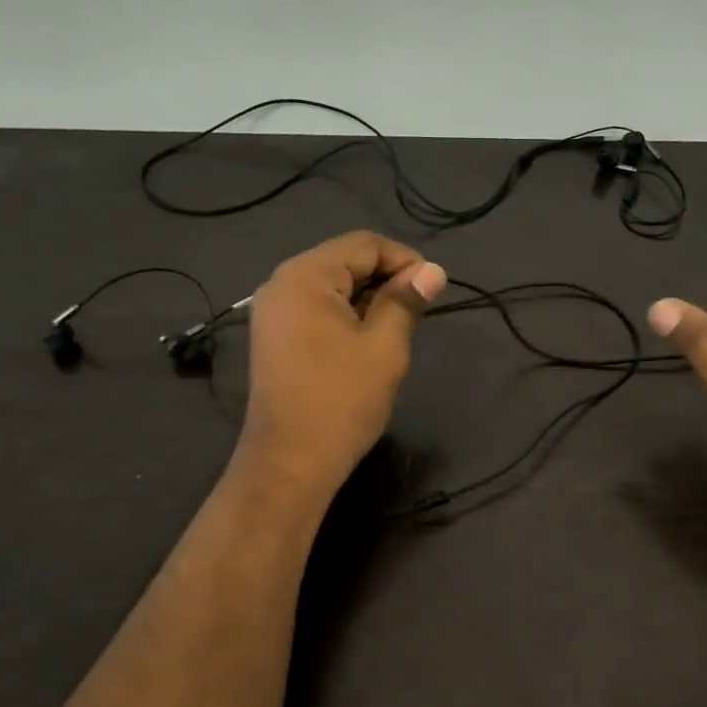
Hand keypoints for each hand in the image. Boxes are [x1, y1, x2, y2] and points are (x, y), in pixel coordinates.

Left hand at [235, 231, 446, 501]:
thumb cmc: (342, 400)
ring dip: (368, 300)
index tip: (433, 290)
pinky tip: (367, 343)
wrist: (291, 462)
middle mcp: (282, 284)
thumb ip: (406, 301)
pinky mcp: (275, 339)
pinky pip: (317, 311)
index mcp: (305, 276)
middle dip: (386, 280)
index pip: (364, 244)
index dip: (405, 260)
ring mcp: (273, 313)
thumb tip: (432, 271)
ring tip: (397, 330)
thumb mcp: (384, 346)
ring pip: (332, 287)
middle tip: (418, 313)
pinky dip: (347, 317)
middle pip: (344, 261)